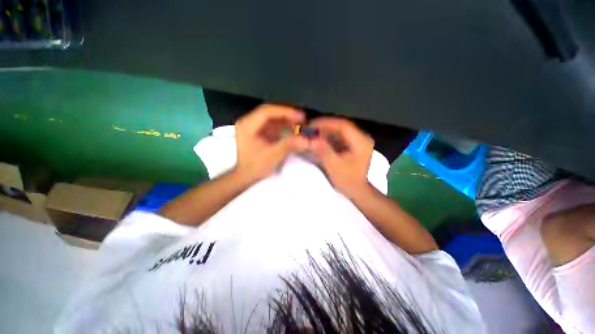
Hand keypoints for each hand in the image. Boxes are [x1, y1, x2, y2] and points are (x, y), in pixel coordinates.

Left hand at [235, 104, 308, 180]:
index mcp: (247, 126)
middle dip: (287, 116)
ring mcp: (253, 128)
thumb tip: (306, 140)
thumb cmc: (255, 167)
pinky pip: (272, 126)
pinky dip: (283, 127)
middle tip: (302, 120)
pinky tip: (292, 130)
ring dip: (286, 121)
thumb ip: (289, 145)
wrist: (245, 177)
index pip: (267, 111)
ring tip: (300, 125)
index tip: (299, 116)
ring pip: (272, 119)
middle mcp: (248, 123)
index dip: (285, 112)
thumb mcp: (273, 156)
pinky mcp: (258, 133)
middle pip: (270, 113)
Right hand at [310, 117, 373, 197]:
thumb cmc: (349, 181)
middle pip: (342, 126)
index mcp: (360, 142)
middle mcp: (362, 139)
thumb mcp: (334, 167)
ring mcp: (359, 143)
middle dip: (325, 127)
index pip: (342, 125)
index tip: (312, 125)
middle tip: (310, 129)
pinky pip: (341, 138)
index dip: (326, 123)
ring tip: (314, 134)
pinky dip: (331, 138)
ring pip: (341, 132)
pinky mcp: (355, 148)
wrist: (360, 192)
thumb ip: (323, 151)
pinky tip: (322, 141)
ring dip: (327, 132)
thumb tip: (312, 139)